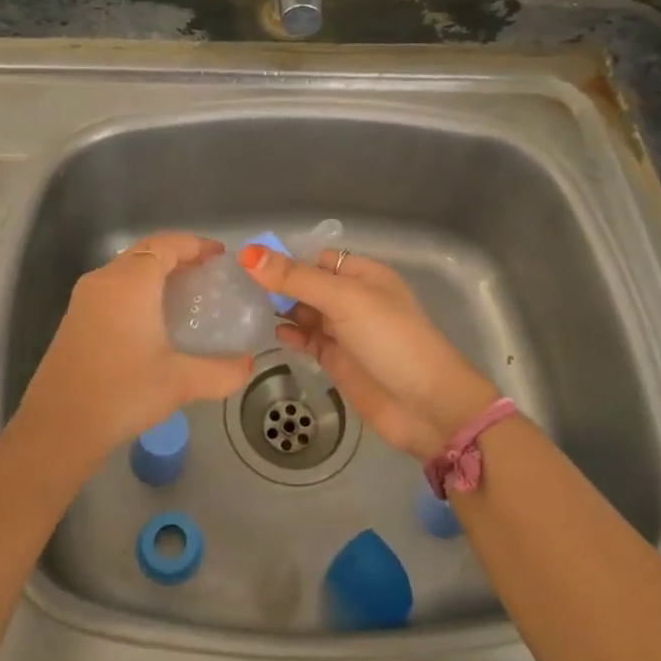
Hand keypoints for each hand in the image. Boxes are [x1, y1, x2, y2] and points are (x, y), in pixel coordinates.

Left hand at [16, 233, 255, 466]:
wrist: (58, 427)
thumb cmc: (123, 392)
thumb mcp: (181, 382)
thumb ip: (222, 371)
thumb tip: (248, 365)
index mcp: (130, 282)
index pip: (166, 244)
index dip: (195, 244)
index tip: (220, 256)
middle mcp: (104, 280)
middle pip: (145, 251)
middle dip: (177, 256)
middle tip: (207, 274)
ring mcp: (84, 299)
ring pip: (126, 269)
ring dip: (155, 273)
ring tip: (185, 294)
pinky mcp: (74, 319)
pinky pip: (113, 288)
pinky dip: (137, 290)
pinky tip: (152, 319)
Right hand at [239, 245, 498, 463]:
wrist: (427, 406)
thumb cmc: (390, 340)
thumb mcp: (344, 300)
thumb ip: (296, 278)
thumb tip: (247, 253)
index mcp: (363, 275)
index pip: (315, 259)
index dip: (284, 259)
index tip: (245, 263)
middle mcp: (354, 299)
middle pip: (307, 285)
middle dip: (277, 285)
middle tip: (234, 288)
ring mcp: (345, 332)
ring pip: (304, 313)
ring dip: (279, 310)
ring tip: (242, 309)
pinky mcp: (338, 361)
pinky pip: (307, 341)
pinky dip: (289, 336)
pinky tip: (270, 334)